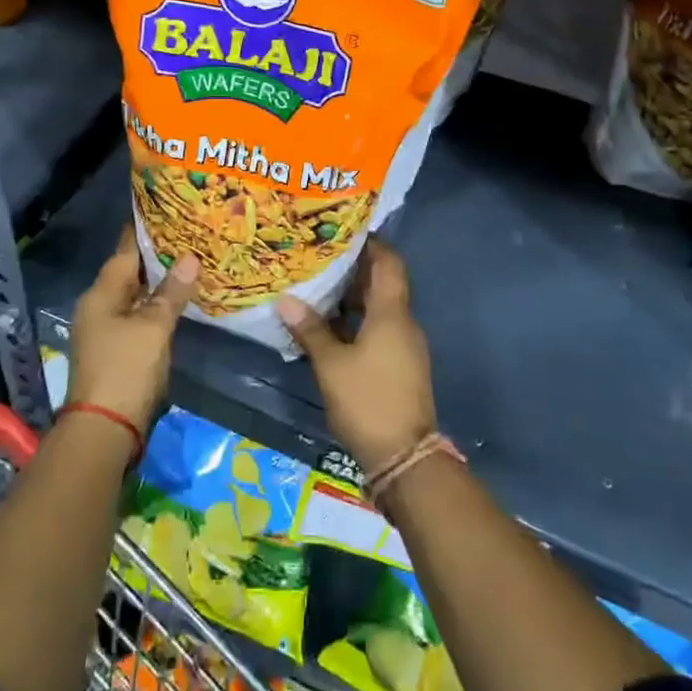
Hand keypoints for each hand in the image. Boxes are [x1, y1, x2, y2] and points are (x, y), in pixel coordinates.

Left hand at [67, 228, 197, 434]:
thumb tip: (190, 258)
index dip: (144, 231)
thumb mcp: (153, 328)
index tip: (166, 210)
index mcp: (101, 294)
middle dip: (156, 256)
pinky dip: (155, 306)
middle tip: (188, 236)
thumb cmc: (126, 369)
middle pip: (128, 273)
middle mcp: (98, 307)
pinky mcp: (115, 350)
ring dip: (157, 283)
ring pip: (134, 296)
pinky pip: (137, 316)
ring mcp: (104, 331)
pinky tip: (177, 302)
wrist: (104, 430)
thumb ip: (171, 293)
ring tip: (189, 263)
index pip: (124, 251)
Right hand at [276, 240, 435, 473]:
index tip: (343, 232)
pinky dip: (358, 322)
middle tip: (320, 258)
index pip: (389, 263)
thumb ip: (310, 330)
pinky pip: (380, 330)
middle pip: (383, 284)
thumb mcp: (331, 365)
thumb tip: (286, 299)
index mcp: (392, 313)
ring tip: (318, 288)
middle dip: (354, 270)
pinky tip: (330, 327)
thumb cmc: (367, 400)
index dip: (371, 244)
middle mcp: (404, 323)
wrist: (405, 457)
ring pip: (380, 309)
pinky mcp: (401, 366)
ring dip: (353, 298)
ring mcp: (405, 346)